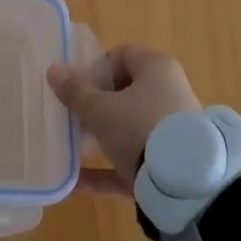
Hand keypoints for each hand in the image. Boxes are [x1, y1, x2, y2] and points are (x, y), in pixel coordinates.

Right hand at [47, 44, 200, 196]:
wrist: (186, 186)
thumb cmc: (140, 128)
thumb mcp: (101, 109)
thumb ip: (75, 91)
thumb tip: (53, 70)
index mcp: (156, 68)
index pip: (122, 55)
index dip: (96, 68)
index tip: (77, 88)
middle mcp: (169, 93)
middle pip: (125, 93)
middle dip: (96, 106)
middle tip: (73, 119)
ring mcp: (172, 131)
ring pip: (129, 128)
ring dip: (101, 138)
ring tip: (72, 150)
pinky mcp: (171, 165)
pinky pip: (133, 161)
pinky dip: (108, 170)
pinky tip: (76, 184)